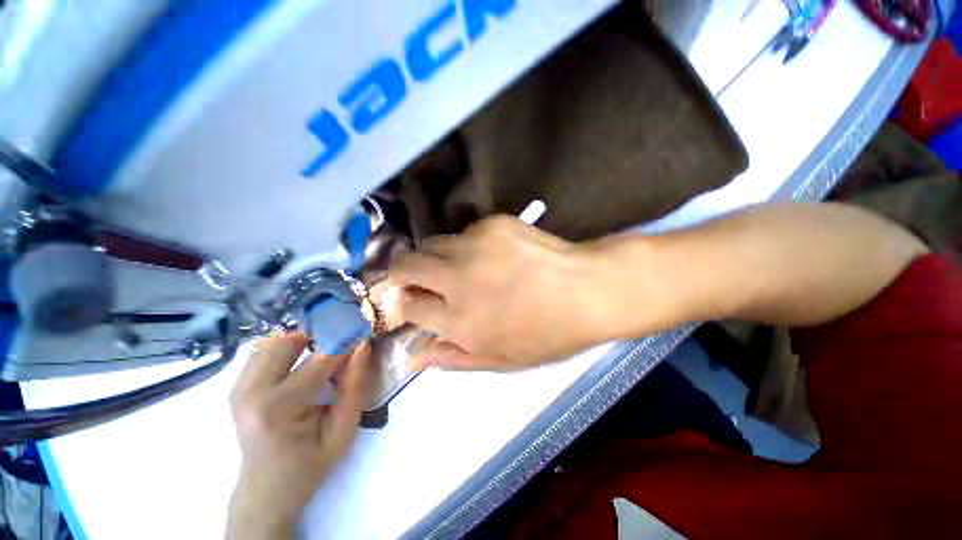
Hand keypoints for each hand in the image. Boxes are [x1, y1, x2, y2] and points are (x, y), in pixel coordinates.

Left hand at [226, 332, 372, 538]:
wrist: (266, 489)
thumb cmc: (310, 463)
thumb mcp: (344, 430)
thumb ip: (354, 386)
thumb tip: (362, 345)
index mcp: (277, 408)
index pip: (319, 360)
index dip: (345, 342)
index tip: (362, 333)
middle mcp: (250, 392)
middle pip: (288, 341)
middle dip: (319, 336)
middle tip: (340, 344)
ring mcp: (238, 388)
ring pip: (273, 342)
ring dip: (302, 341)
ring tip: (321, 355)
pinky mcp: (236, 386)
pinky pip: (263, 351)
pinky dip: (286, 349)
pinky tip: (300, 363)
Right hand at [389, 216, 607, 370]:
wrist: (587, 290)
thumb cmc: (547, 334)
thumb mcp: (500, 360)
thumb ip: (452, 357)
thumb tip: (413, 355)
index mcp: (459, 321)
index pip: (408, 307)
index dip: (406, 305)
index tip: (413, 302)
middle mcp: (458, 280)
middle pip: (406, 266)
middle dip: (402, 272)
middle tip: (416, 279)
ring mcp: (474, 246)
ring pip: (431, 243)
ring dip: (434, 256)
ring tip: (457, 266)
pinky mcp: (492, 224)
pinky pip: (464, 233)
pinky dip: (467, 245)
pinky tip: (491, 254)